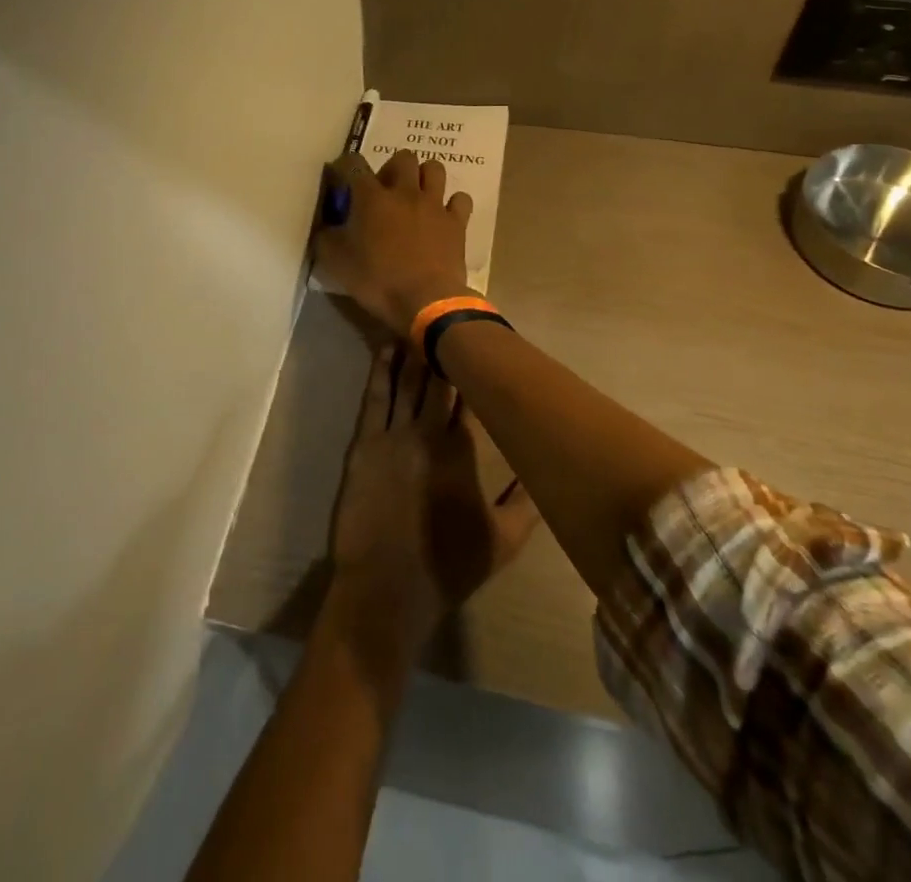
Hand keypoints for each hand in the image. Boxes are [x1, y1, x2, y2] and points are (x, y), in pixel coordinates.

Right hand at [316, 149, 474, 334]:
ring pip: (434, 169)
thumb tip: (325, 226)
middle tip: (385, 190)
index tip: (340, 178)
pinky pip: (460, 199)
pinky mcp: (457, 222)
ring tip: (416, 196)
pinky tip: (444, 215)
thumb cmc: (377, 280)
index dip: (344, 165)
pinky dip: (452, 203)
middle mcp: (404, 192)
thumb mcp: (336, 263)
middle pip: (403, 157)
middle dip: (392, 168)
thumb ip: (326, 238)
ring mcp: (434, 205)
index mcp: (371, 197)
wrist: (426, 301)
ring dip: (424, 177)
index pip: (354, 164)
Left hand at [327, 344, 540, 657]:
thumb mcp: (504, 542)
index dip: (476, 371)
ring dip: (413, 352)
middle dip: (444, 351)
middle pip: (438, 381)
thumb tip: (544, 467)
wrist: (386, 588)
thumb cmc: (448, 567)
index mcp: (464, 452)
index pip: (472, 398)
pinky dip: (380, 371)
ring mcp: (394, 436)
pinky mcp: (365, 443)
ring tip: (418, 324)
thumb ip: (527, 502)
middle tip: (449, 322)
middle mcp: (430, 433)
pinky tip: (385, 350)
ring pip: (406, 382)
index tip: (482, 346)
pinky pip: (375, 397)